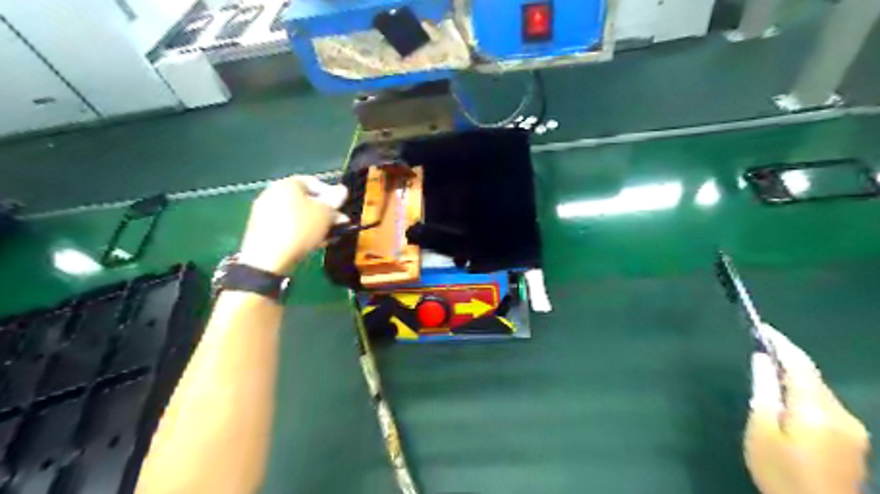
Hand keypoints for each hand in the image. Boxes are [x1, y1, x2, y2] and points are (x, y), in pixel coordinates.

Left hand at [239, 173, 350, 275]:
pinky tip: (314, 242)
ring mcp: (265, 212)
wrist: (268, 258)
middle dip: (325, 212)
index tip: (341, 207)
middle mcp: (273, 193)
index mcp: (287, 184)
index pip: (313, 182)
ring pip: (298, 214)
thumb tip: (342, 189)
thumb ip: (335, 201)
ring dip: (316, 223)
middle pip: (305, 199)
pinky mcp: (262, 229)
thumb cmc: (300, 228)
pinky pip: (288, 225)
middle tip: (339, 223)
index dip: (331, 193)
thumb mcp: (325, 214)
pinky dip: (302, 231)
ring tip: (329, 235)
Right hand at [740, 324, 872, 493]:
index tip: (763, 327)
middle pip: (812, 377)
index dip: (781, 343)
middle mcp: (842, 414)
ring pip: (818, 391)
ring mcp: (852, 429)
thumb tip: (761, 359)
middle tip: (759, 349)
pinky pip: (825, 406)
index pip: (800, 364)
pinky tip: (787, 404)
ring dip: (794, 379)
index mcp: (817, 409)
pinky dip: (804, 396)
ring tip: (767, 375)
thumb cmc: (780, 471)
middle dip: (786, 360)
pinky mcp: (853, 441)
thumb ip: (764, 390)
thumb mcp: (762, 430)